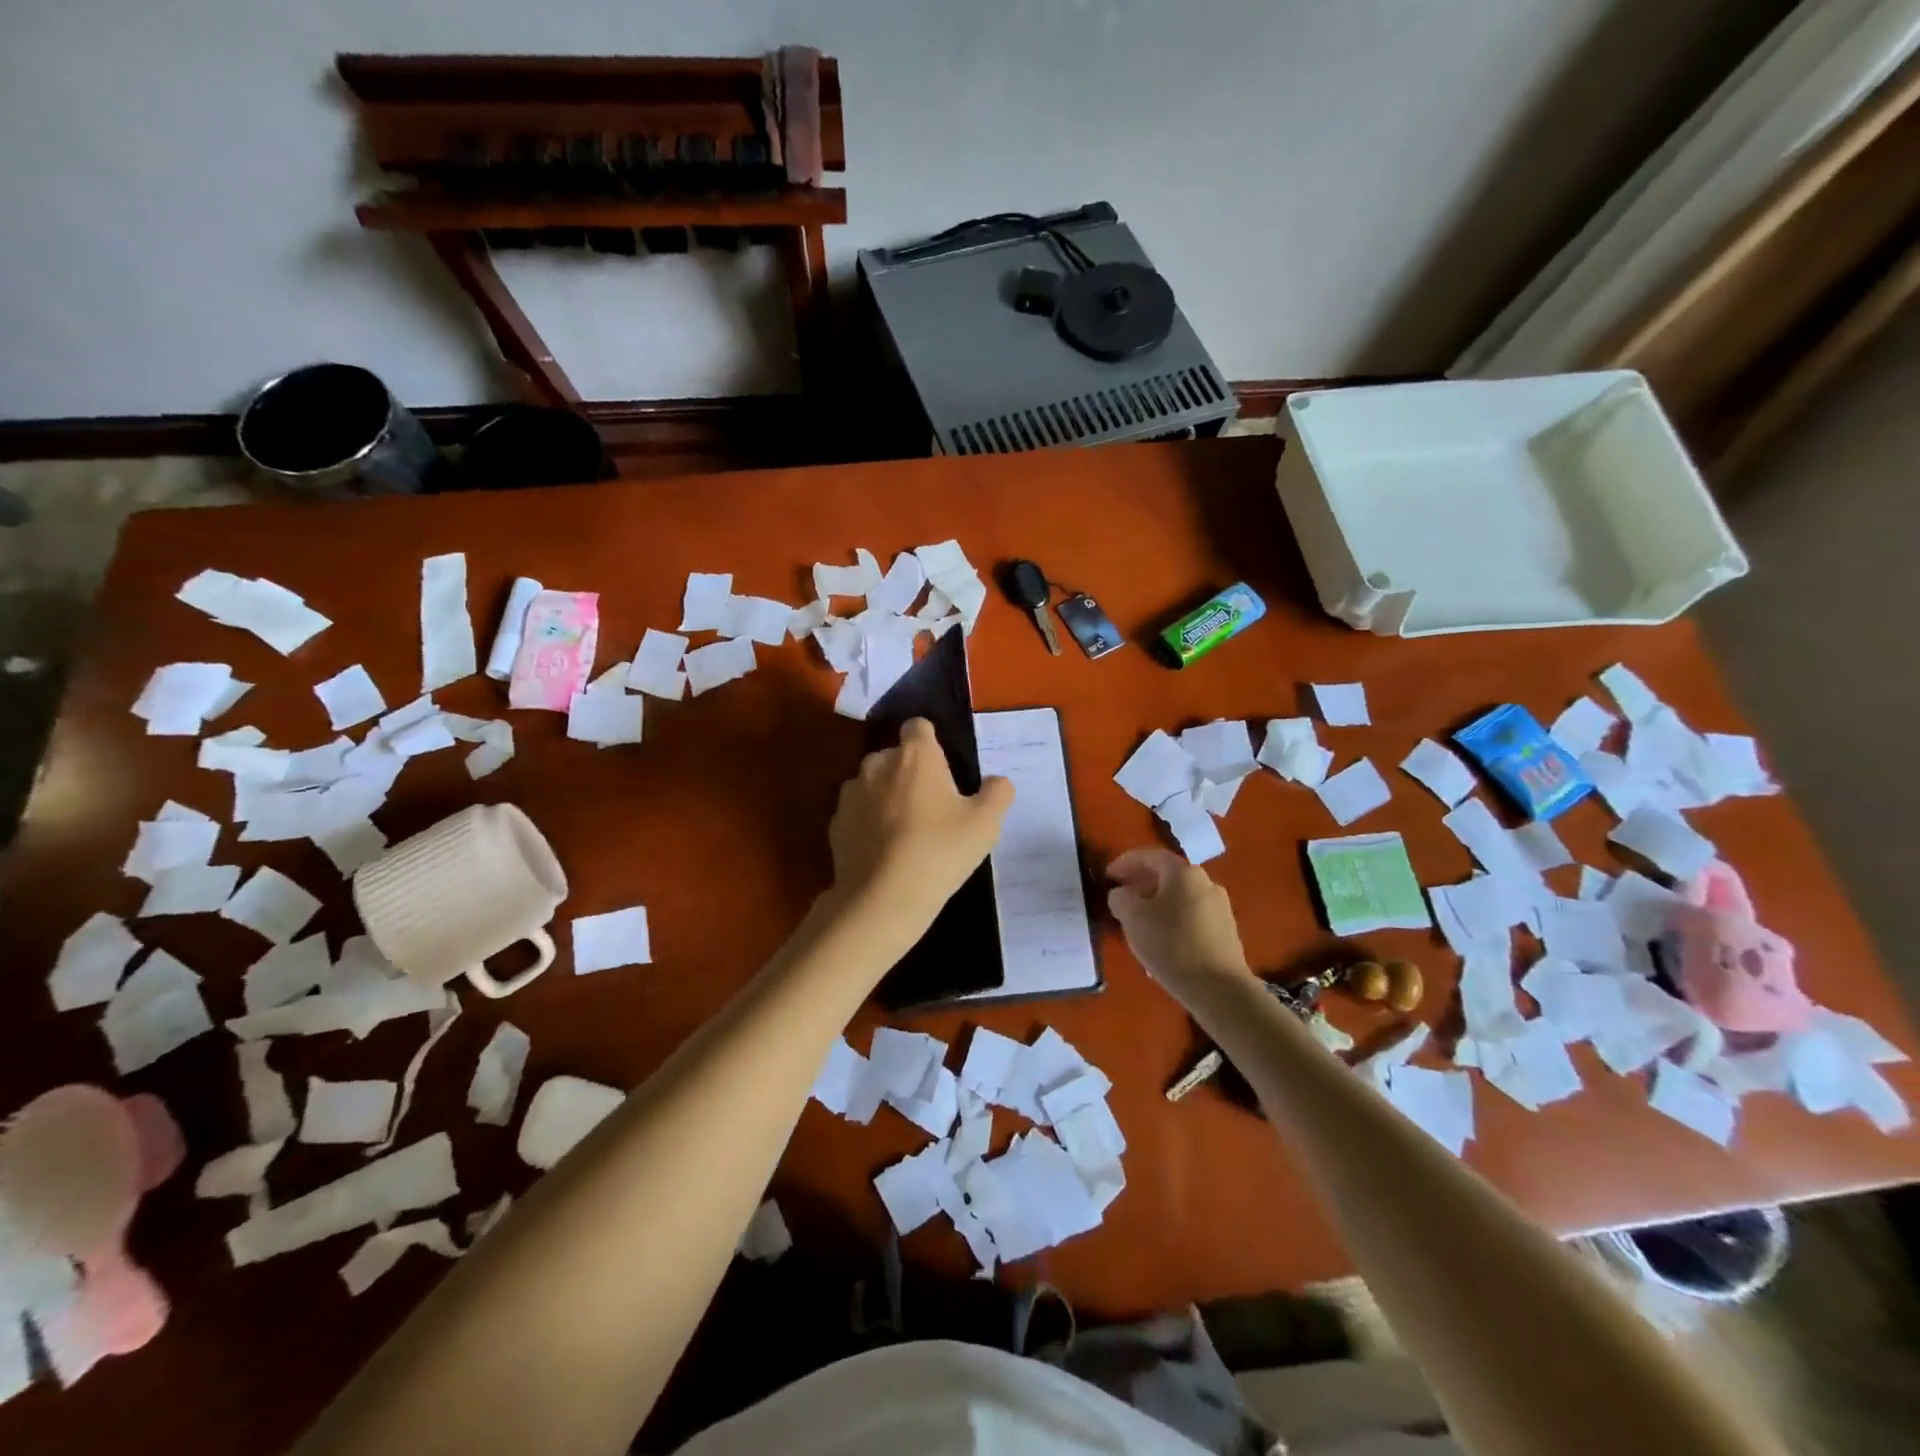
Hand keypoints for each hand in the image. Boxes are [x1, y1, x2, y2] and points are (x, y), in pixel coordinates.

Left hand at [829, 718, 1013, 936]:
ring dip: (885, 797)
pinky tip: (883, 852)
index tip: (942, 765)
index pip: (918, 726)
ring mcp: (851, 793)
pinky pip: (857, 813)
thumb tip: (997, 781)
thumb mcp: (985, 824)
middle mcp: (878, 763)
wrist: (883, 898)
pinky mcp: (835, 823)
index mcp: (916, 756)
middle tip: (930, 806)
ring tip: (904, 832)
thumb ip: (997, 793)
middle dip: (909, 772)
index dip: (930, 741)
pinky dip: (867, 824)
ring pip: (872, 784)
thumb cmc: (940, 851)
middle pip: (895, 756)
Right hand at [1107, 848, 1253, 994]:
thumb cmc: (1171, 945)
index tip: (1108, 876)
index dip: (1125, 863)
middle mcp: (1206, 882)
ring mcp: (1220, 907)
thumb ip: (1120, 898)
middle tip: (1122, 897)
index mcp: (1183, 873)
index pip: (1150, 856)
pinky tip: (1161, 939)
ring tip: (1138, 921)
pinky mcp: (1226, 932)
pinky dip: (1172, 919)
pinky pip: (1191, 916)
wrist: (1218, 989)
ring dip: (1157, 903)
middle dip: (1141, 884)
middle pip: (1167, 876)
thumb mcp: (1132, 918)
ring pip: (1179, 897)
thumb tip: (1122, 894)